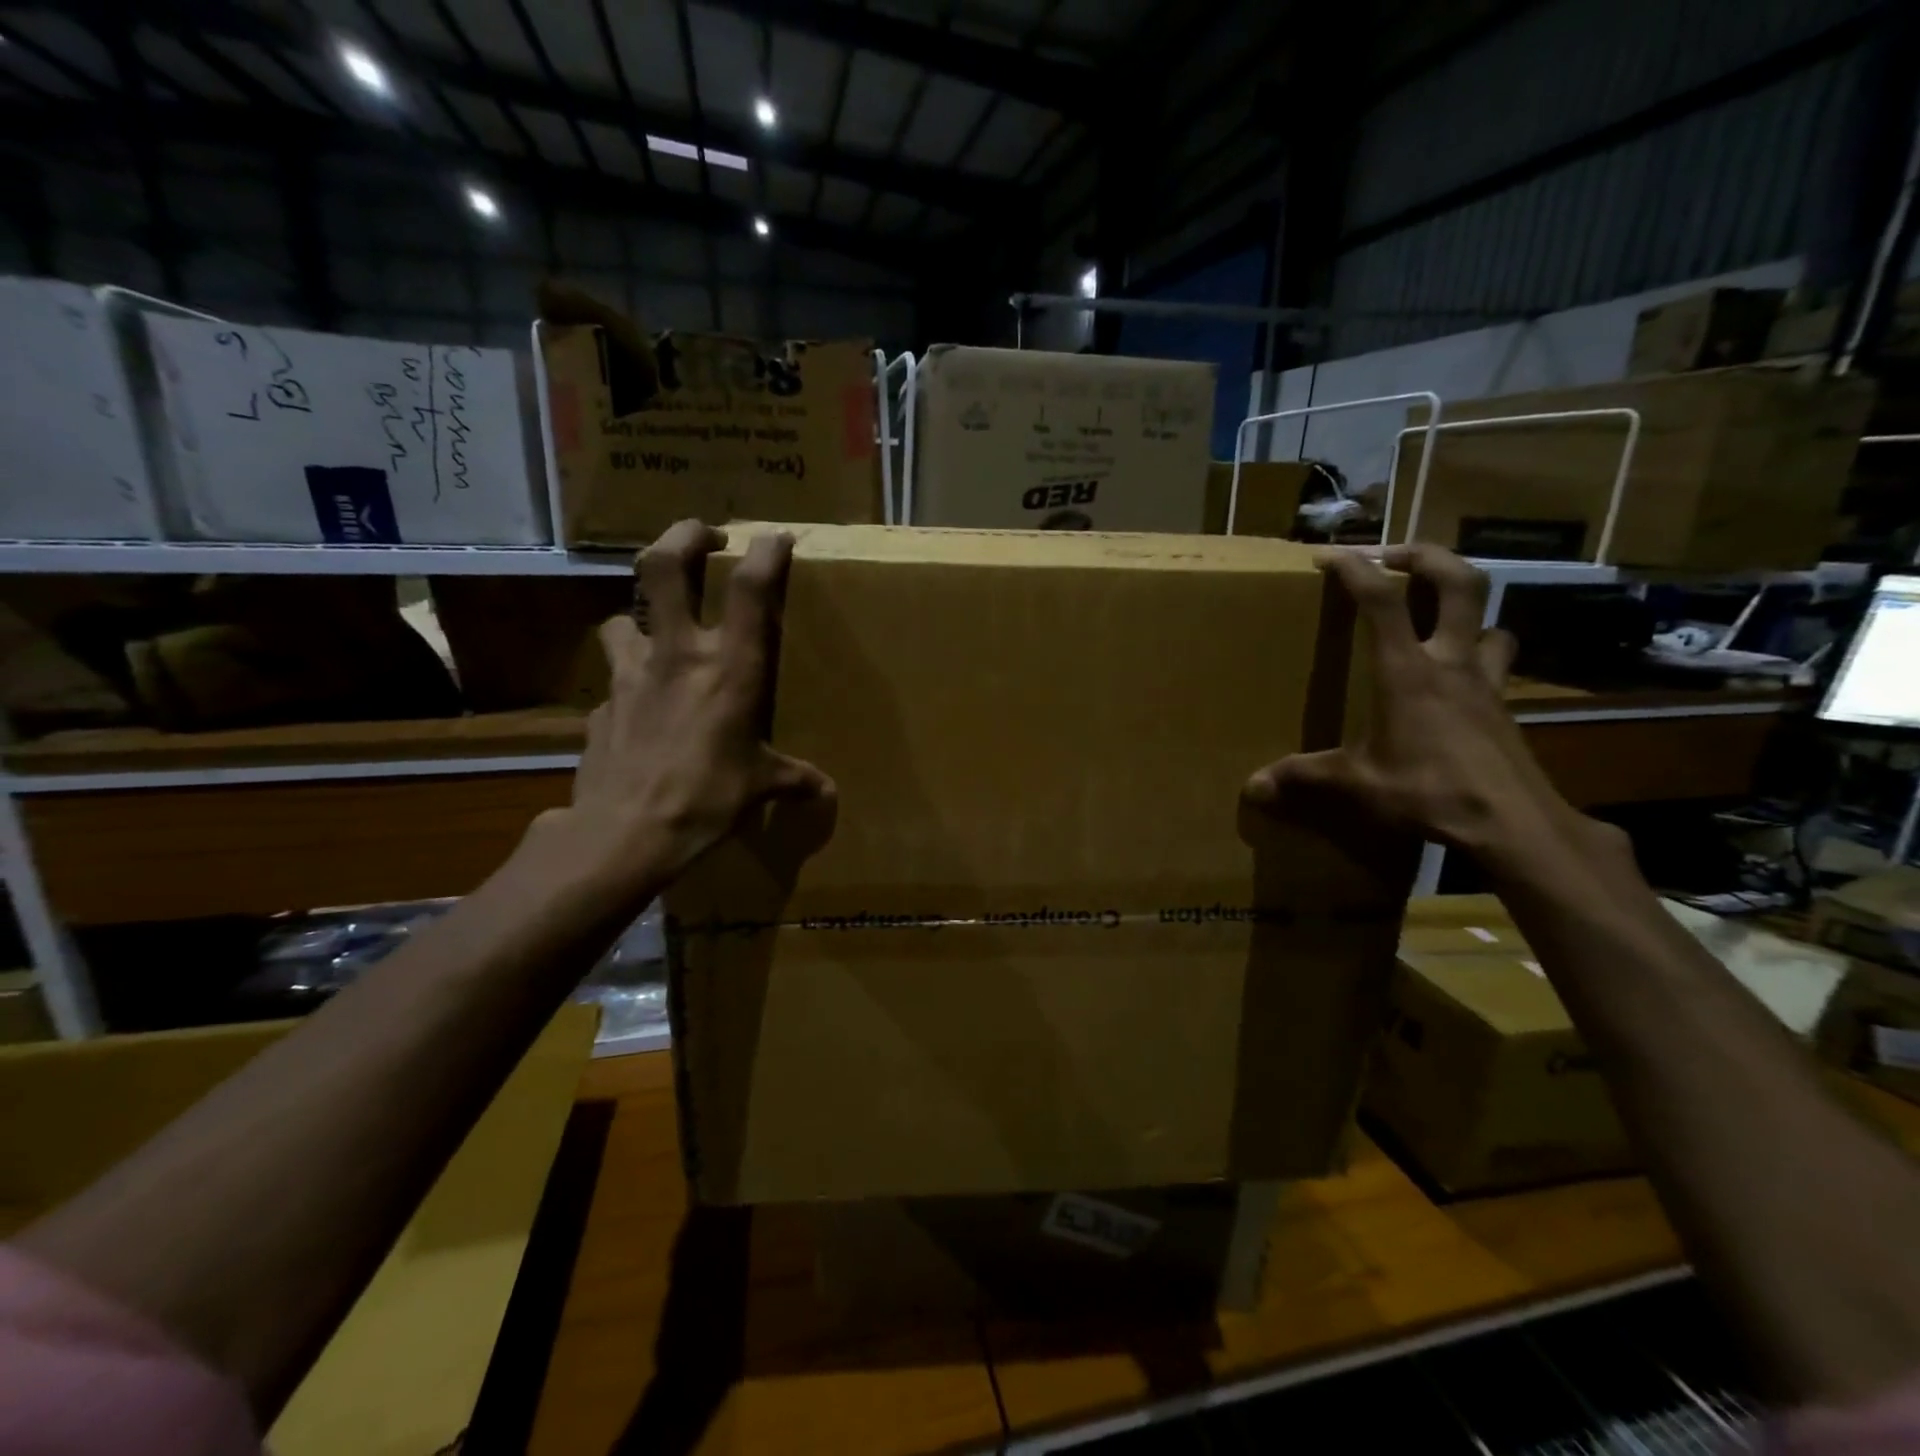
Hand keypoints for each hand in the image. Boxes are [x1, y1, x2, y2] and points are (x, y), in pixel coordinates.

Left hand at [559, 520, 833, 896]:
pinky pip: (613, 680)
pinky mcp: (600, 705)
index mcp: (729, 669)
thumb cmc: (707, 799)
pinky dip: (627, 683)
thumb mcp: (759, 787)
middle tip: (702, 536)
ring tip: (656, 631)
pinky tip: (638, 708)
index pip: (749, 590)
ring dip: (640, 615)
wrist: (625, 832)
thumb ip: (793, 779)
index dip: (765, 552)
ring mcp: (629, 675)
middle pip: (665, 566)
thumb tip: (825, 792)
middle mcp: (677, 655)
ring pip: (623, 616)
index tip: (776, 538)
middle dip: (684, 536)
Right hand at [1243, 544, 1578, 865]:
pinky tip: (1458, 676)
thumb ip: (1304, 777)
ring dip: (1464, 606)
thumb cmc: (1428, 791)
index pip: (1382, 600)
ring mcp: (1485, 681)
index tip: (1329, 555)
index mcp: (1407, 671)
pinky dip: (1479, 651)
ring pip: (1490, 619)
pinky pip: (1497, 660)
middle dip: (1426, 556)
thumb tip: (1252, 788)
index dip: (1355, 568)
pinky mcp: (1504, 706)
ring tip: (1434, 615)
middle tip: (1394, 556)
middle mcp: (1450, 662)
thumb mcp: (1357, 784)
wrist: (1512, 823)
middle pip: (1458, 582)